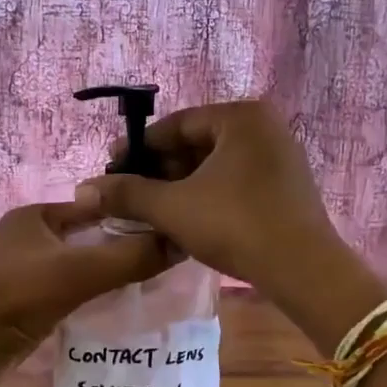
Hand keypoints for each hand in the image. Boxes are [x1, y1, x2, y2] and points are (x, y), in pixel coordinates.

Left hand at [0, 203, 169, 386]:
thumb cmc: (20, 296)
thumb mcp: (81, 271)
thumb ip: (131, 256)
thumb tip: (181, 243)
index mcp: (35, 216)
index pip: (94, 207)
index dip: (129, 215)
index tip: (166, 229)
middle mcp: (28, 238)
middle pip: (87, 237)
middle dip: (121, 247)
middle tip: (163, 260)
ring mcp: (23, 271)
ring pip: (78, 266)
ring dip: (107, 274)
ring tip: (148, 283)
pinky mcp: (24, 302)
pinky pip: (67, 291)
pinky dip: (90, 296)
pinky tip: (117, 307)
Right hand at [73, 101, 350, 308]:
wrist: (302, 269)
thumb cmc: (235, 225)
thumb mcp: (173, 207)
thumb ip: (128, 194)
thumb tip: (85, 189)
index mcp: (241, 117)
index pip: (177, 124)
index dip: (139, 148)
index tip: (113, 168)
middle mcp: (265, 127)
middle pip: (198, 143)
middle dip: (161, 169)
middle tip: (130, 193)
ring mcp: (280, 156)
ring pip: (216, 165)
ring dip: (182, 185)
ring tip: (152, 209)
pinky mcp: (287, 185)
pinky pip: (236, 180)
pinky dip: (208, 194)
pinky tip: (187, 217)